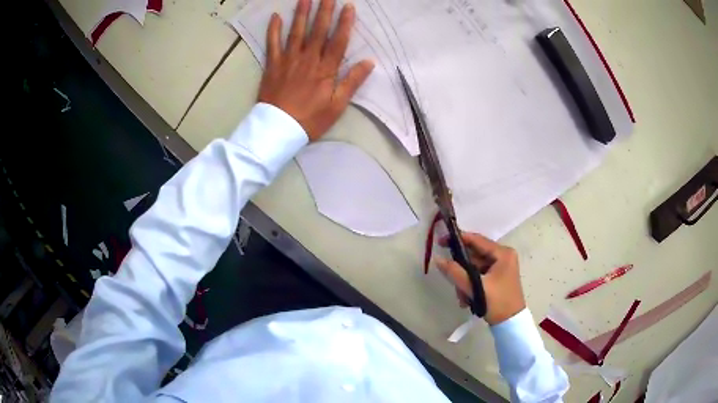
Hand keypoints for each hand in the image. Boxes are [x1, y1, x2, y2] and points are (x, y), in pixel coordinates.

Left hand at [258, 0, 374, 140]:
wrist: (277, 129)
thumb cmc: (310, 119)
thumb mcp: (337, 105)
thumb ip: (352, 82)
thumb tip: (369, 62)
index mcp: (325, 69)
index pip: (337, 41)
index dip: (344, 23)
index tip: (348, 7)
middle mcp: (307, 59)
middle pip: (317, 30)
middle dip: (324, 11)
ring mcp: (288, 60)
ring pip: (296, 32)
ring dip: (301, 13)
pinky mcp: (272, 65)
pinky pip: (272, 43)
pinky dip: (273, 29)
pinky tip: (276, 16)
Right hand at [436, 232, 525, 325]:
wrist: (510, 323)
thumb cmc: (498, 302)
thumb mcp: (475, 287)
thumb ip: (456, 272)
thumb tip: (438, 259)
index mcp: (503, 253)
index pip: (477, 240)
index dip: (458, 239)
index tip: (440, 241)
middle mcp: (503, 256)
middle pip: (474, 256)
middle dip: (461, 270)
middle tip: (450, 279)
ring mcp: (500, 267)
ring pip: (474, 268)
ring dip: (465, 281)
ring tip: (463, 297)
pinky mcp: (497, 277)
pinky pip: (478, 276)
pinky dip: (471, 285)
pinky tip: (467, 299)